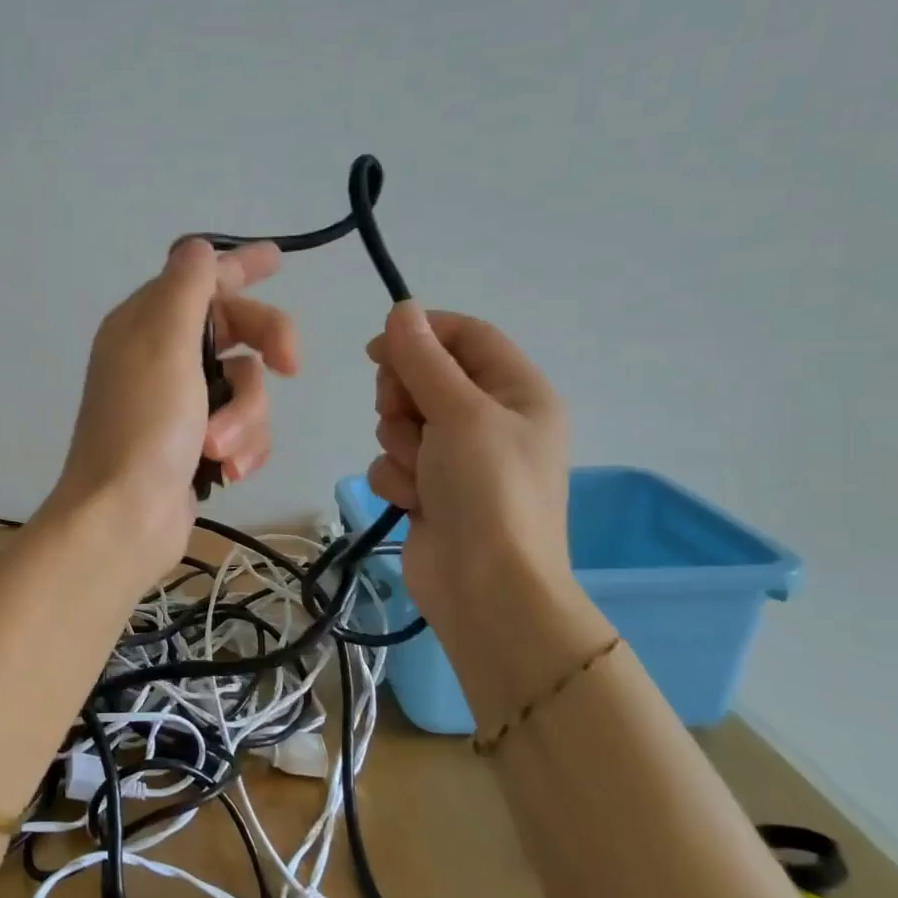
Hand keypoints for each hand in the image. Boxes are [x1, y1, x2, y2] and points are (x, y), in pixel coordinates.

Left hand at [46, 239, 296, 584]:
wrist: (124, 518)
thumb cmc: (145, 425)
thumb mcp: (165, 343)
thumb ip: (187, 288)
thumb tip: (198, 247)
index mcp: (145, 324)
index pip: (200, 279)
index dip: (240, 267)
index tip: (280, 259)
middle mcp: (161, 357)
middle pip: (236, 330)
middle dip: (265, 348)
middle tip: (292, 364)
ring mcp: (179, 403)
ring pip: (247, 386)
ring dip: (245, 417)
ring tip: (219, 448)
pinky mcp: (195, 443)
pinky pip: (242, 427)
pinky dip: (242, 445)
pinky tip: (227, 469)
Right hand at [366, 303, 576, 635]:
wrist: (486, 589)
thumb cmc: (488, 489)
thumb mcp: (459, 412)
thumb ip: (424, 358)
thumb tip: (402, 308)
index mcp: (518, 392)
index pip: (467, 336)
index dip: (422, 333)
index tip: (379, 348)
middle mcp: (490, 419)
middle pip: (425, 376)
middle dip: (404, 398)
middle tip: (409, 419)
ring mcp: (458, 457)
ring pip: (402, 421)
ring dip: (400, 443)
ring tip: (421, 473)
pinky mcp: (430, 488)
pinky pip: (394, 460)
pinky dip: (396, 477)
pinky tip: (414, 501)